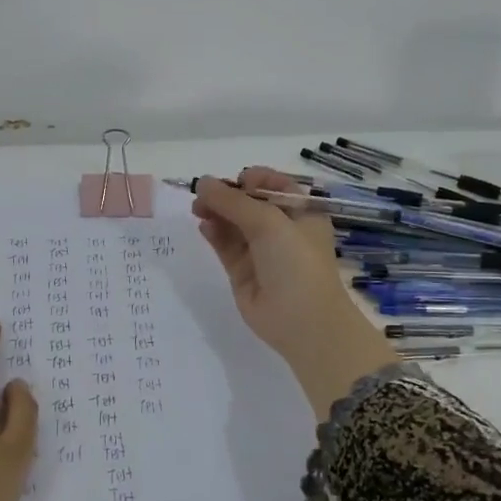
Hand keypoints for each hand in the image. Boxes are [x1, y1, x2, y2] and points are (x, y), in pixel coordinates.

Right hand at [193, 168, 398, 415]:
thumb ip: (233, 200)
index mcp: (301, 211)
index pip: (272, 184)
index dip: (251, 179)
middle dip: (226, 194)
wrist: (303, 322)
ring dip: (216, 211)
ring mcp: (261, 251)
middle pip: (248, 202)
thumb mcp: (269, 222)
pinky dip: (214, 232)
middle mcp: (281, 228)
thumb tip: (202, 182)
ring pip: (233, 223)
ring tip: (197, 208)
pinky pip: (225, 245)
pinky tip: (203, 225)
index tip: (233, 182)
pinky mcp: (242, 271)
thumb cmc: (296, 263)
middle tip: (202, 194)